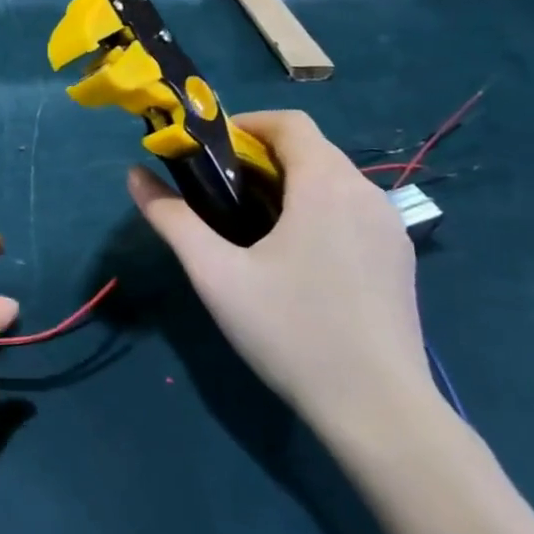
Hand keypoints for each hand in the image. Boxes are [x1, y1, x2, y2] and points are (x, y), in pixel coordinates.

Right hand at [128, 110, 438, 442]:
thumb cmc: (291, 331)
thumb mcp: (216, 274)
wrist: (380, 411)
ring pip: (332, 181)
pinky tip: (291, 256)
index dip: (243, 124)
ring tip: (247, 222)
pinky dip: (314, 209)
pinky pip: (350, 211)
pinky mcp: (398, 260)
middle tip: (215, 189)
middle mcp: (367, 195)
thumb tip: (134, 176)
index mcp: (326, 185)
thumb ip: (172, 219)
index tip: (206, 150)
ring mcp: (390, 229)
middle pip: (310, 149)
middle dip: (259, 156)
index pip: (289, 122)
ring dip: (287, 183)